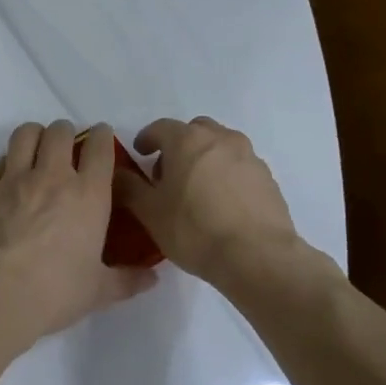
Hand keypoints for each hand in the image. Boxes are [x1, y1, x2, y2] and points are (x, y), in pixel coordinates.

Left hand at [0, 121, 156, 347]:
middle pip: (60, 132)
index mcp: (88, 195)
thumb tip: (153, 278)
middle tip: (68, 148)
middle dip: (66, 133)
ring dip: (35, 136)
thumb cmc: (54, 292)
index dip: (102, 136)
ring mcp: (14, 180)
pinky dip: (7, 163)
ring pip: (25, 134)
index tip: (101, 137)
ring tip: (37, 150)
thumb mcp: (98, 291)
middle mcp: (52, 177)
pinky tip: (10, 180)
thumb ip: (127, 280)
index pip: (100, 147)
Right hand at [115, 117, 311, 300]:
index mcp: (187, 140)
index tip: (140, 154)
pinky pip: (239, 166)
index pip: (160, 127)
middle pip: (194, 130)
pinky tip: (220, 204)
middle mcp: (221, 139)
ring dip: (204, 158)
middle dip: (178, 145)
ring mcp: (249, 157)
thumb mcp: (149, 212)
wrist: (256, 256)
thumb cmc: (193, 229)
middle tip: (168, 173)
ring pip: (220, 146)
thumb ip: (129, 187)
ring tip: (196, 190)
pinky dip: (226, 175)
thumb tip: (117, 173)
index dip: (146, 139)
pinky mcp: (268, 178)